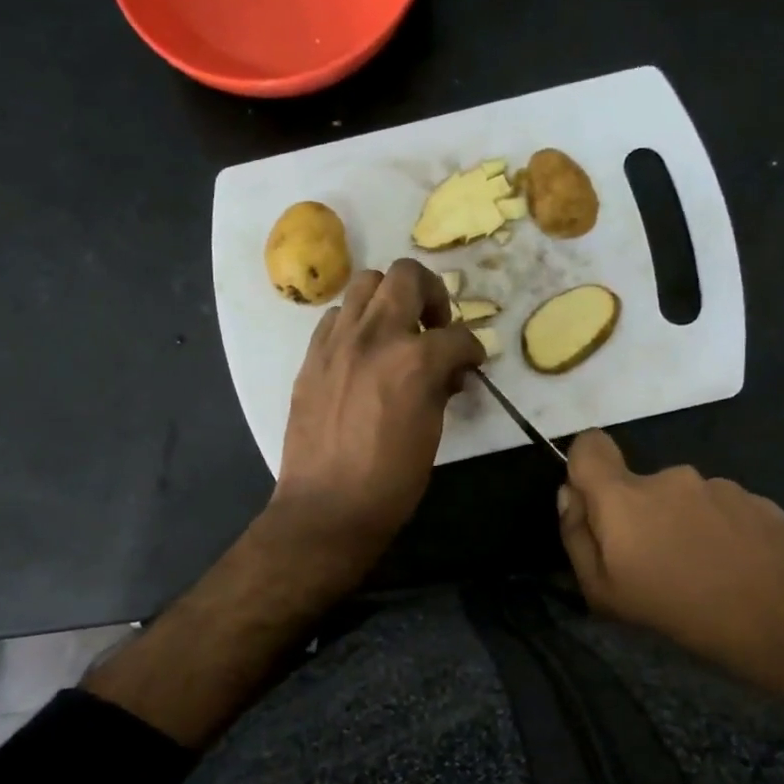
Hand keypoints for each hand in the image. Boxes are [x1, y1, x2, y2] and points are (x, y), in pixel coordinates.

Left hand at [273, 258, 484, 569]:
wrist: (327, 507)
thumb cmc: (390, 481)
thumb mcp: (432, 432)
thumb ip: (441, 388)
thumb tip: (447, 372)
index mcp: (414, 360)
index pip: (457, 335)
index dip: (472, 349)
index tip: (471, 362)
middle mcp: (375, 336)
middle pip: (407, 276)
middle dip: (432, 295)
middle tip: (435, 326)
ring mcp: (337, 342)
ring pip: (365, 284)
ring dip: (389, 300)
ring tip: (396, 332)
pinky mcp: (312, 356)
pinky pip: (337, 317)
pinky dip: (357, 323)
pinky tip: (363, 352)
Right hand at [557, 428, 783, 684]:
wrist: (782, 631)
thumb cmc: (677, 614)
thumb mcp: (603, 592)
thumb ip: (576, 535)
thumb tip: (570, 494)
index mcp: (625, 497)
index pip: (590, 446)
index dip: (585, 466)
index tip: (595, 502)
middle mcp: (671, 477)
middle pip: (639, 483)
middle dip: (640, 514)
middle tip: (657, 561)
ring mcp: (721, 485)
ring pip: (684, 497)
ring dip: (684, 522)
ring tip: (704, 569)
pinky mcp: (760, 501)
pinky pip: (724, 508)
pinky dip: (721, 530)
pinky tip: (736, 566)